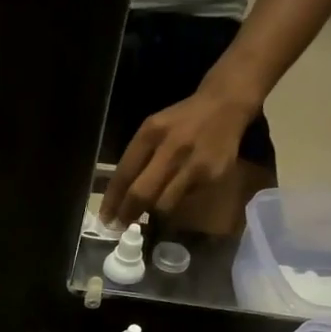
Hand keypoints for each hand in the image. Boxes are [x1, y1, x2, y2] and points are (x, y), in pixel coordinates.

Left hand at [100, 81, 259, 227]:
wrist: (225, 105)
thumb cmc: (182, 121)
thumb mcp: (154, 129)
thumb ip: (138, 158)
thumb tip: (120, 197)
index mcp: (151, 133)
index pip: (124, 174)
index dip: (112, 200)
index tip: (106, 219)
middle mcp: (171, 147)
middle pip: (142, 193)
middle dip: (128, 214)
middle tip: (120, 226)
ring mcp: (194, 163)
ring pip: (164, 204)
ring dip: (153, 212)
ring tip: (148, 214)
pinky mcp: (213, 175)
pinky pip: (186, 199)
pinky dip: (177, 201)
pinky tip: (177, 194)